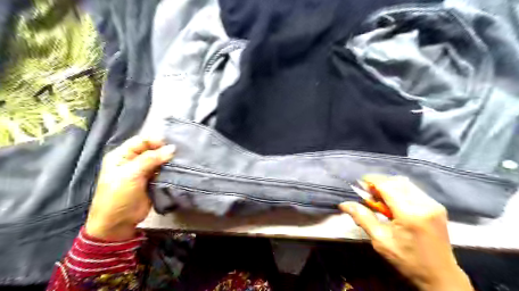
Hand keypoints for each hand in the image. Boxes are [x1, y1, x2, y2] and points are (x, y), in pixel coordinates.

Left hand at [84, 136, 174, 240]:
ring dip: (168, 160)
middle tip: (178, 154)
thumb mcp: (131, 174)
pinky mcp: (152, 180)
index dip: (155, 141)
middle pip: (151, 149)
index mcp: (122, 155)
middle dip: (164, 150)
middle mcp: (133, 161)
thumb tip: (172, 148)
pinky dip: (169, 169)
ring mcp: (143, 171)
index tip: (170, 146)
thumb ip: (150, 159)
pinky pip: (162, 170)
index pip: (141, 141)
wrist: (118, 222)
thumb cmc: (118, 196)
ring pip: (159, 160)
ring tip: (180, 161)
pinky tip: (178, 168)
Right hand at [341, 175, 472, 290]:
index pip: (387, 186)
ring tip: (379, 197)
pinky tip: (393, 201)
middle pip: (396, 181)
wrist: (441, 276)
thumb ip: (363, 218)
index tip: (359, 183)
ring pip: (406, 183)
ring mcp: (433, 204)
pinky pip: (414, 190)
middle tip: (368, 192)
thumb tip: (344, 204)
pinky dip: (400, 190)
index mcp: (409, 214)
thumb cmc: (407, 260)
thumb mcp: (380, 240)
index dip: (372, 181)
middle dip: (379, 182)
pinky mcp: (437, 206)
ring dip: (389, 185)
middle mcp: (424, 204)